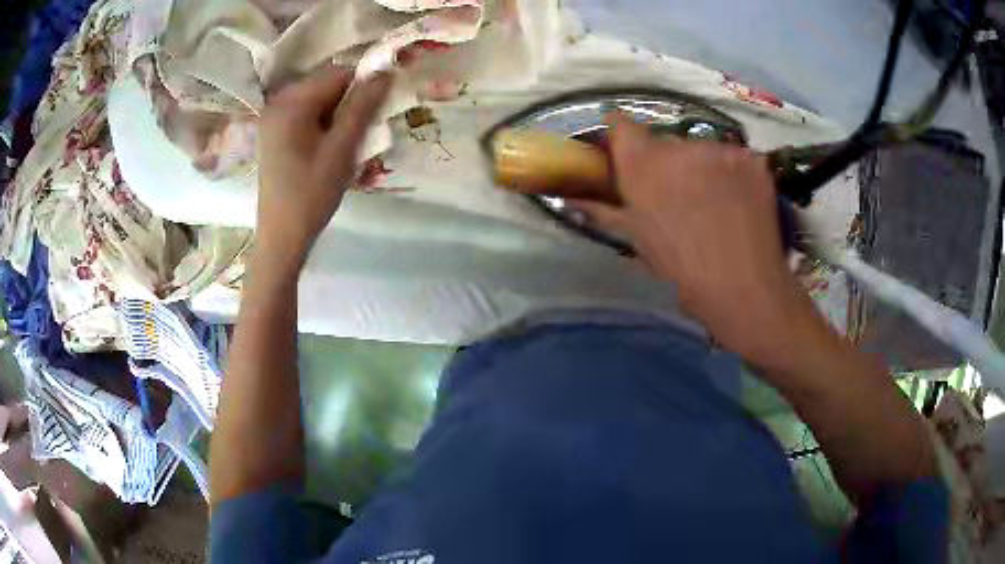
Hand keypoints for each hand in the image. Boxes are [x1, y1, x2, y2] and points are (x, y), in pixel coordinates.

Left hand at [256, 65, 391, 261]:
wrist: (282, 236)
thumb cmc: (311, 194)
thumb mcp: (342, 149)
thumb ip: (363, 106)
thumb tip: (385, 71)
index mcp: (291, 103)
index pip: (337, 73)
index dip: (362, 86)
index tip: (376, 111)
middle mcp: (277, 103)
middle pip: (325, 85)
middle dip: (348, 101)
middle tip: (359, 133)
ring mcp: (272, 119)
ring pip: (317, 100)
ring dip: (337, 114)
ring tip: (343, 144)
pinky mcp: (273, 133)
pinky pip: (305, 115)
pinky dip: (322, 123)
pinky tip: (327, 148)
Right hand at [577, 115, 818, 364]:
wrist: (745, 290)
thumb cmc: (683, 274)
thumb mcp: (639, 243)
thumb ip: (603, 211)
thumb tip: (570, 198)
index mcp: (644, 166)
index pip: (621, 126)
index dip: (620, 135)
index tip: (624, 151)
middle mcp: (680, 146)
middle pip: (666, 141)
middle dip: (667, 162)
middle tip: (678, 195)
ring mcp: (721, 150)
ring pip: (703, 149)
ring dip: (702, 166)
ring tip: (714, 202)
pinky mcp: (752, 159)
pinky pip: (734, 158)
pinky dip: (732, 173)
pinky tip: (739, 201)